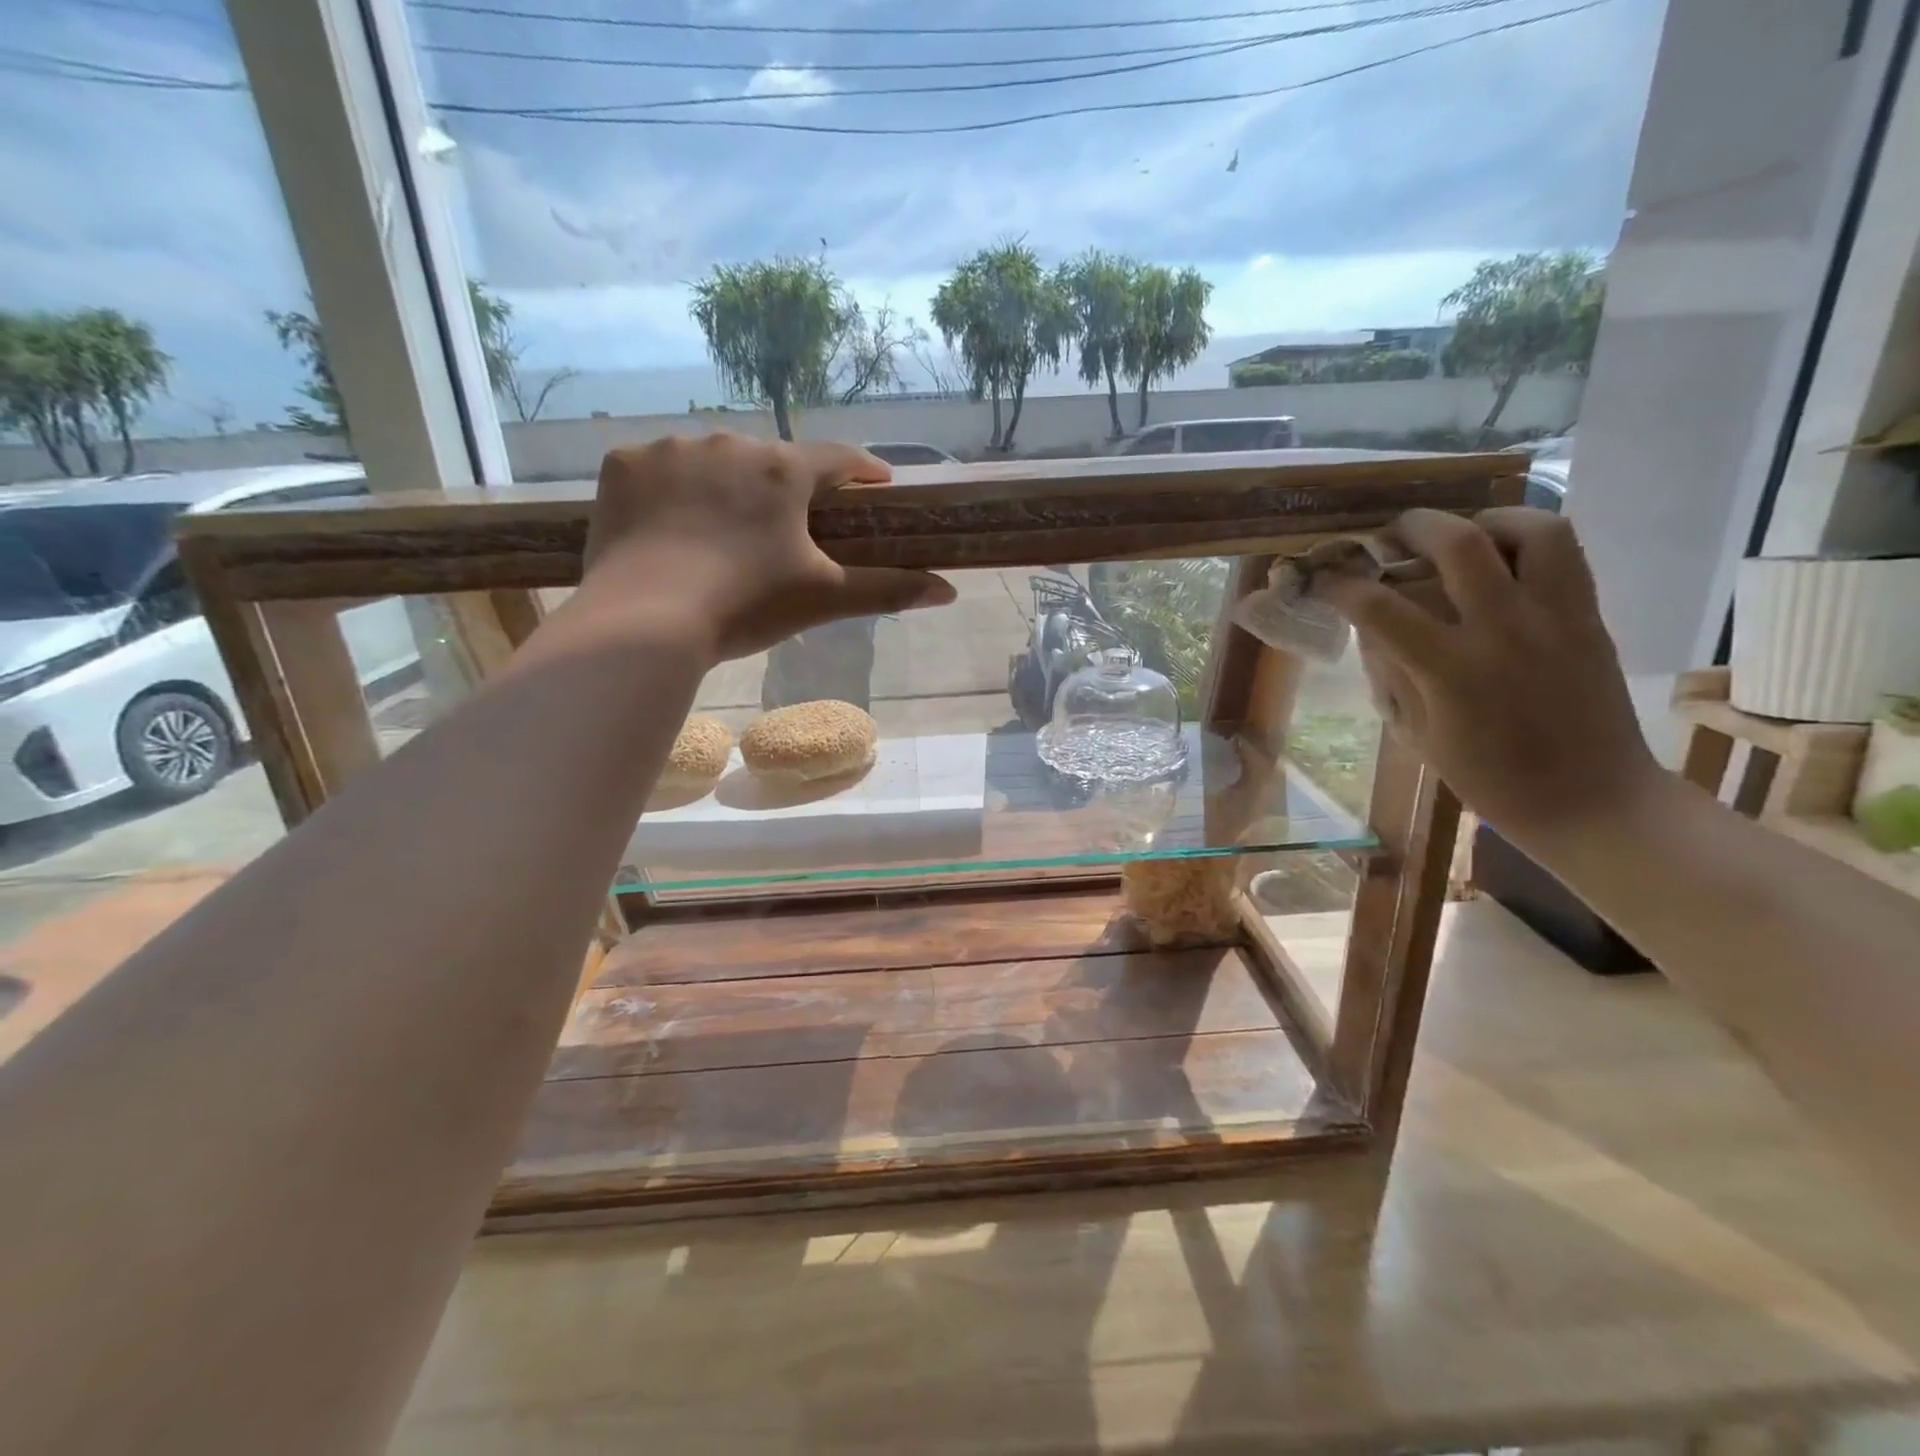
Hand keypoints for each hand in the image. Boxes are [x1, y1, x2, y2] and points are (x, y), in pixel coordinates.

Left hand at [576, 432, 956, 659]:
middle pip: (772, 460)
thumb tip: (949, 592)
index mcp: (784, 470)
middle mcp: (730, 443)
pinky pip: (658, 470)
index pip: (838, 458)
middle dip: (785, 488)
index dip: (862, 471)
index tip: (875, 484)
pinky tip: (668, 527)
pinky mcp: (622, 466)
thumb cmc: (746, 606)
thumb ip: (888, 590)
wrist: (646, 621)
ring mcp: (670, 450)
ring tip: (720, 532)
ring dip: (725, 486)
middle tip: (785, 529)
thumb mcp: (822, 599)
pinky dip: (669, 492)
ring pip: (713, 461)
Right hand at [1309, 507, 1662, 847]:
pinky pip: (1564, 554)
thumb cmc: (1489, 780)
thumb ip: (1391, 675)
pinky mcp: (1588, 617)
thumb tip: (1372, 630)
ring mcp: (1555, 618)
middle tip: (1390, 535)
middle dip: (1412, 527)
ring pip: (1530, 529)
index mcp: (1450, 671)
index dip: (1340, 586)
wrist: (1591, 800)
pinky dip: (1526, 539)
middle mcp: (1504, 631)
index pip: (1380, 607)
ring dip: (1485, 520)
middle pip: (1458, 543)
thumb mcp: (1418, 735)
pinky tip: (1502, 559)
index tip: (1321, 581)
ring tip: (1461, 534)